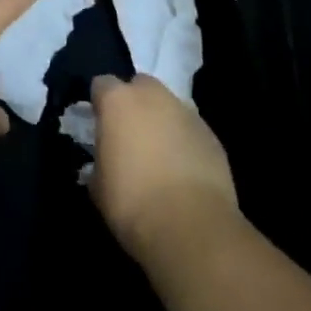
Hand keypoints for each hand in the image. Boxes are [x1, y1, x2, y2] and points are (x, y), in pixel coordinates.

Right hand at [87, 74, 239, 263]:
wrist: (190, 226)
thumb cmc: (132, 202)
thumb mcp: (98, 186)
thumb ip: (98, 162)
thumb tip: (103, 164)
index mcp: (118, 101)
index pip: (102, 84)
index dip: (99, 103)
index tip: (98, 124)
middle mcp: (153, 96)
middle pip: (140, 85)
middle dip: (134, 103)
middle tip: (130, 135)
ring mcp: (186, 112)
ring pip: (169, 106)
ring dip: (162, 121)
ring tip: (160, 155)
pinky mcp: (211, 135)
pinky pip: (191, 129)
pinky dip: (185, 141)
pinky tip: (184, 170)